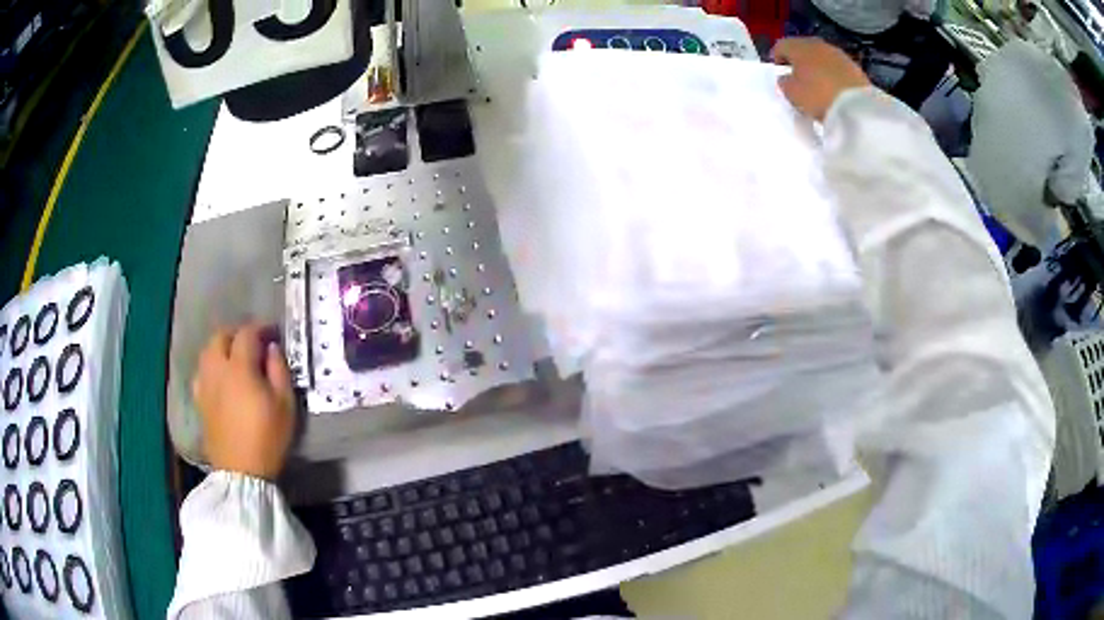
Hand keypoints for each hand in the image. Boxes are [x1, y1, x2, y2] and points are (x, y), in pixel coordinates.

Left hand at [192, 323, 295, 480]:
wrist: (242, 471)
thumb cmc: (267, 437)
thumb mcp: (285, 405)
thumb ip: (279, 371)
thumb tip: (272, 349)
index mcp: (239, 367)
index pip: (247, 334)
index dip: (261, 329)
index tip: (273, 333)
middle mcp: (217, 369)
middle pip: (221, 337)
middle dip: (237, 334)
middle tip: (253, 343)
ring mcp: (205, 385)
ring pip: (207, 352)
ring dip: (221, 347)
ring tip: (234, 357)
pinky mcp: (200, 401)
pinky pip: (201, 373)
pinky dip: (210, 367)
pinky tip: (219, 378)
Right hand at [771, 38, 870, 121]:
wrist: (858, 109)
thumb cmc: (818, 97)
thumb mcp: (791, 93)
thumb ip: (784, 83)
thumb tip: (786, 78)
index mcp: (798, 46)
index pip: (781, 46)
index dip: (777, 58)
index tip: (778, 71)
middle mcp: (818, 44)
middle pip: (803, 48)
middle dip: (799, 60)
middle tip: (797, 76)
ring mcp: (839, 54)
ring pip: (822, 57)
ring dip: (817, 66)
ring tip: (817, 84)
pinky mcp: (855, 67)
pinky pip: (837, 67)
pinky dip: (833, 74)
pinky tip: (833, 89)